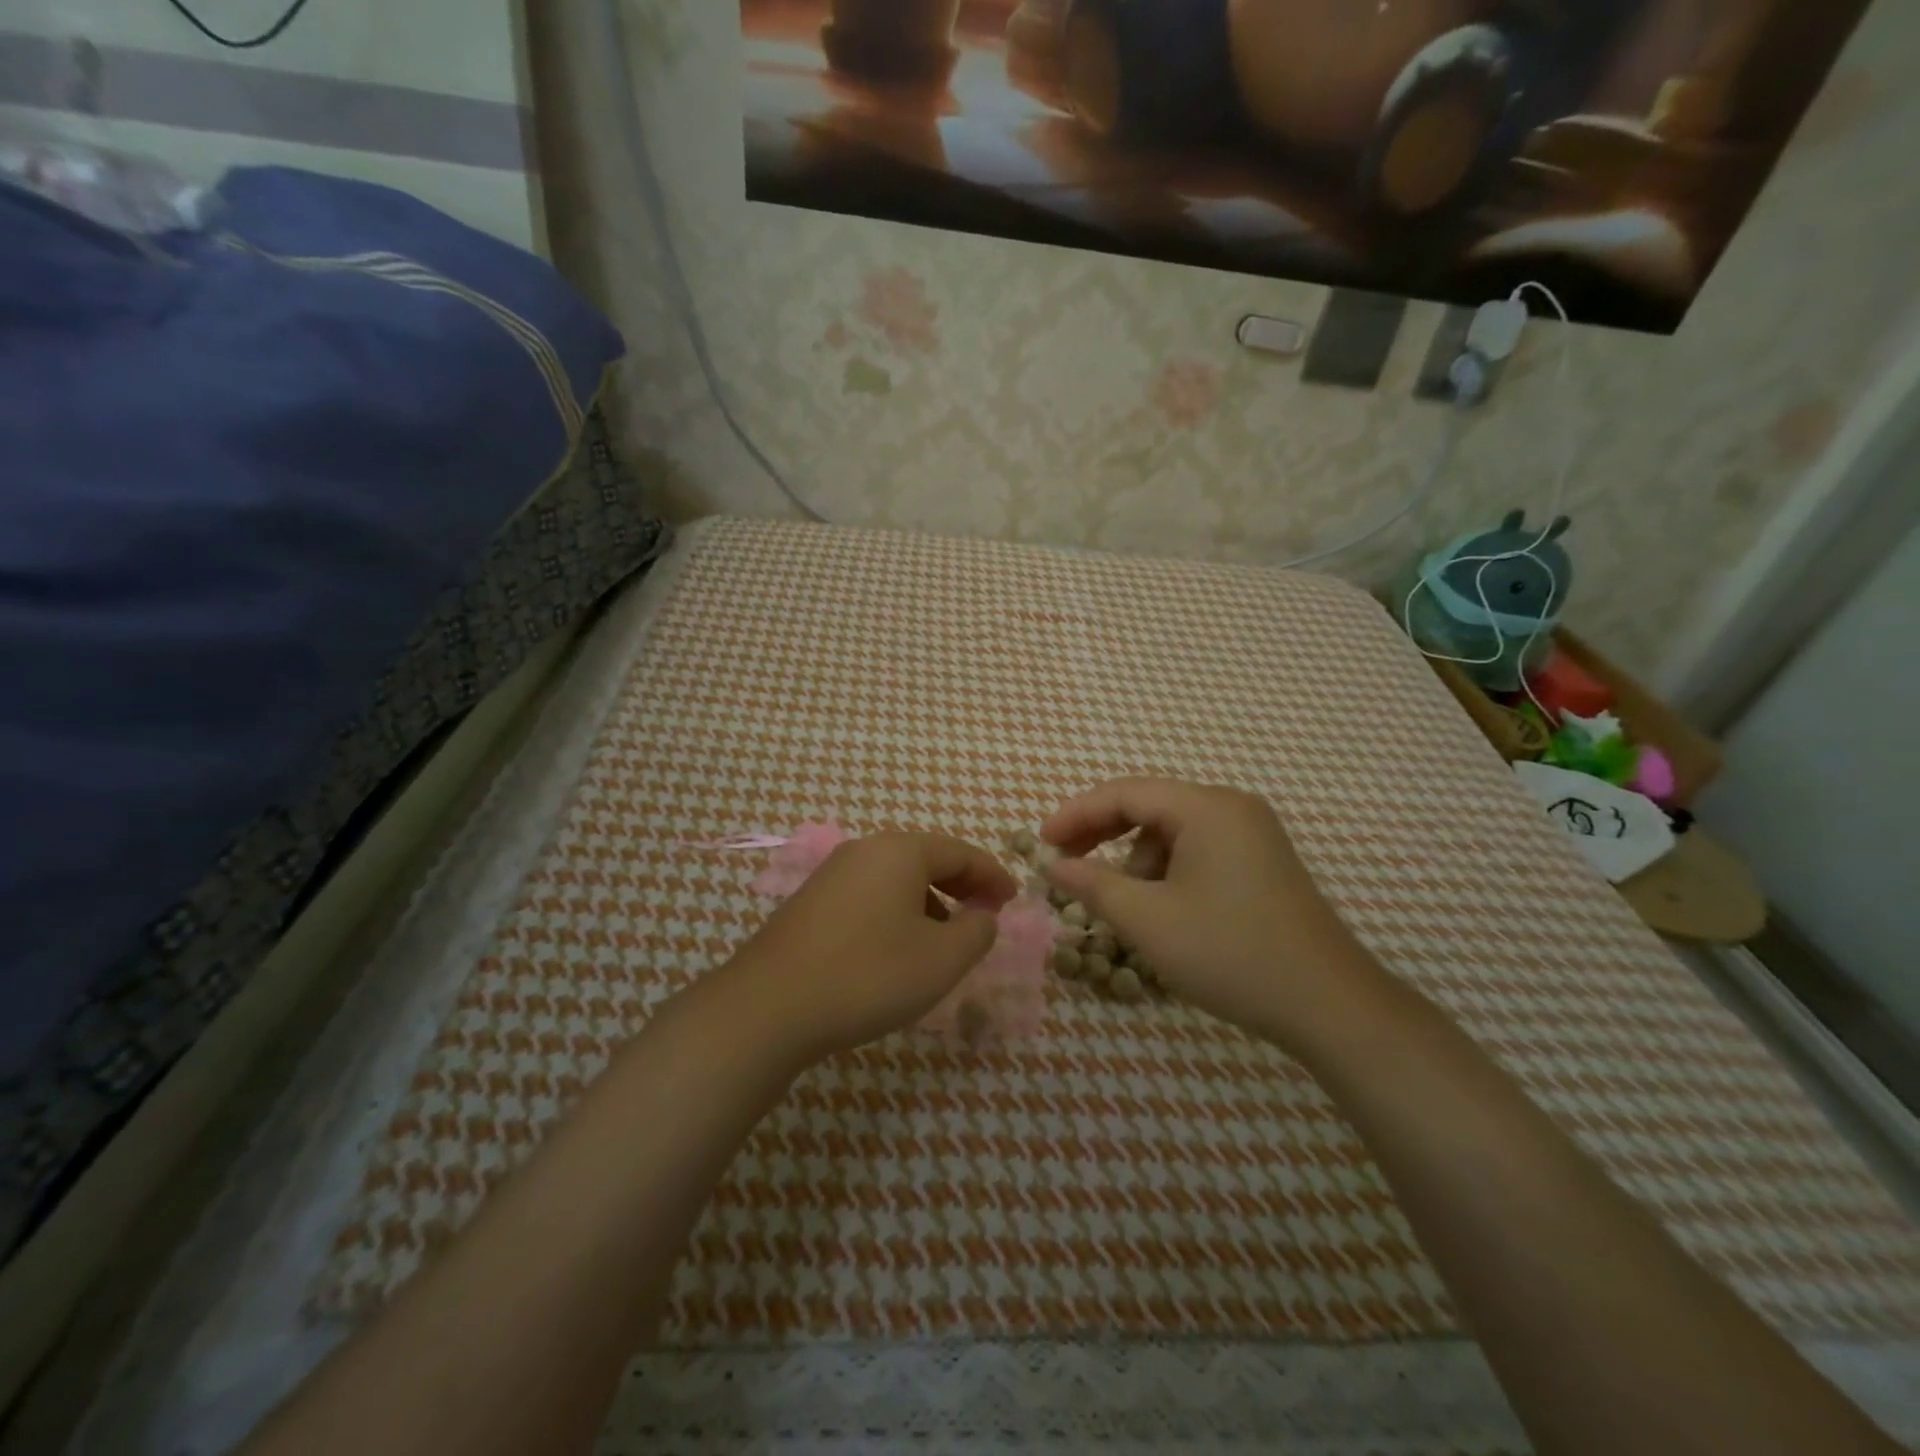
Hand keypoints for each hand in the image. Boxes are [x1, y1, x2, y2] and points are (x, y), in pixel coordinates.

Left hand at [726, 832, 1016, 1064]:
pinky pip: (869, 896)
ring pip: (896, 879)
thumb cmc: (869, 975)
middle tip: (985, 913)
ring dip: (929, 901)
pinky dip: (897, 912)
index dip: (992, 874)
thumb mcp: (942, 959)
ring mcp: (832, 875)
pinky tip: (897, 949)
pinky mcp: (810, 903)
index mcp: (900, 851)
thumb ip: (977, 931)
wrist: (769, 1006)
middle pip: (926, 858)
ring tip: (944, 938)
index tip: (1012, 900)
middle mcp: (864, 851)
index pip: (960, 851)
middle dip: (961, 885)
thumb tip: (982, 916)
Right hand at [1041, 778, 1388, 1052]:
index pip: (1125, 792)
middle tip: (1065, 863)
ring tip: (1122, 904)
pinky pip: (1198, 850)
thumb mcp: (1147, 920)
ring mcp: (1252, 834)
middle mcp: (1232, 808)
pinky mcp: (1262, 862)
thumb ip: (1093, 884)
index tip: (1041, 843)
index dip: (1076, 814)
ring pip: (1172, 832)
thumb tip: (1054, 865)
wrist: (1328, 1005)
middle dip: (1102, 834)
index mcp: (1207, 807)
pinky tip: (1160, 910)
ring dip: (1135, 860)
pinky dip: (1166, 872)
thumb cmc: (1229, 952)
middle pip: (1150, 806)